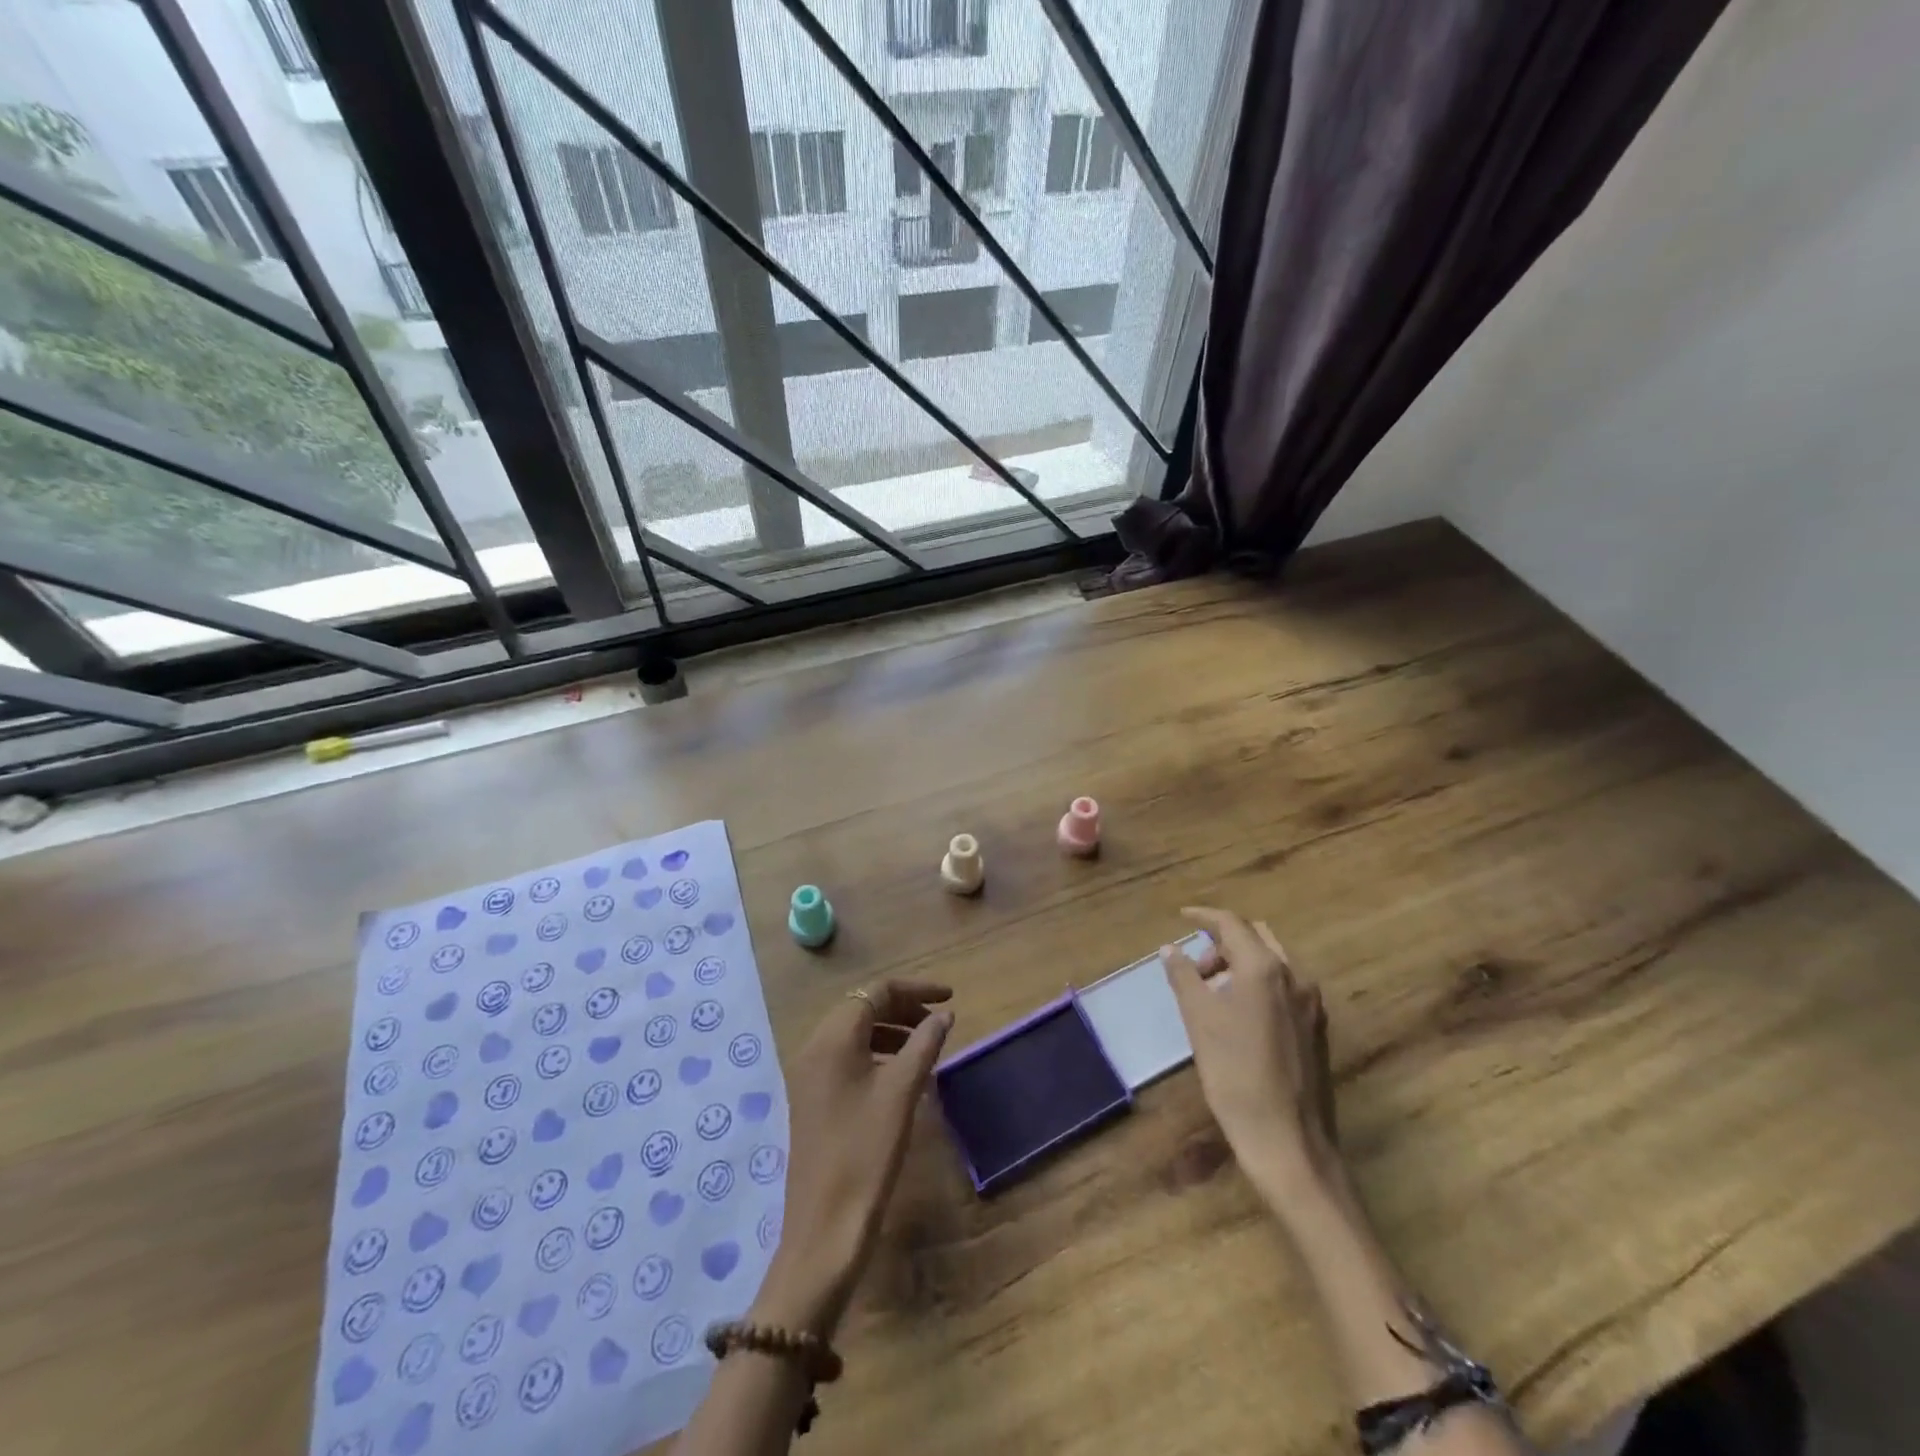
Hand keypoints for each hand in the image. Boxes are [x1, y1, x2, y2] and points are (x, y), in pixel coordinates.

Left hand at [750, 980, 952, 1337]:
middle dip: (903, 1008)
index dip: (915, 989)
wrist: (824, 1227)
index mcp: (832, 1038)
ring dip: (891, 1030)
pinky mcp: (813, 1098)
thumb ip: (924, 1045)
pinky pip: (847, 1057)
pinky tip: (901, 1074)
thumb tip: (944, 1015)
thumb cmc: (866, 1152)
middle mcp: (815, 1047)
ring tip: (926, 1047)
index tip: (950, 998)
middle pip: (862, 1007)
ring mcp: (810, 1074)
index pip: (876, 992)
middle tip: (939, 1023)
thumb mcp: (902, 1092)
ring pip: (855, 1032)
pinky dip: (876, 1053)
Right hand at [1164, 907, 1342, 1211]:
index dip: (1204, 916)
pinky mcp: (1316, 1028)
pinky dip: (1258, 983)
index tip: (1182, 916)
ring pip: (1272, 962)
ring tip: (1212, 992)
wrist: (1288, 1140)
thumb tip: (1171, 949)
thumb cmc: (1235, 1074)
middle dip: (1223, 941)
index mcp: (1265, 968)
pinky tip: (1239, 1014)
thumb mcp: (1199, 1020)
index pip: (1232, 924)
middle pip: (1256, 937)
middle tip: (1195, 966)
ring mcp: (1311, 1003)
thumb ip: (1184, 976)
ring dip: (1241, 962)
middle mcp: (1295, 976)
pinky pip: (1284, 986)